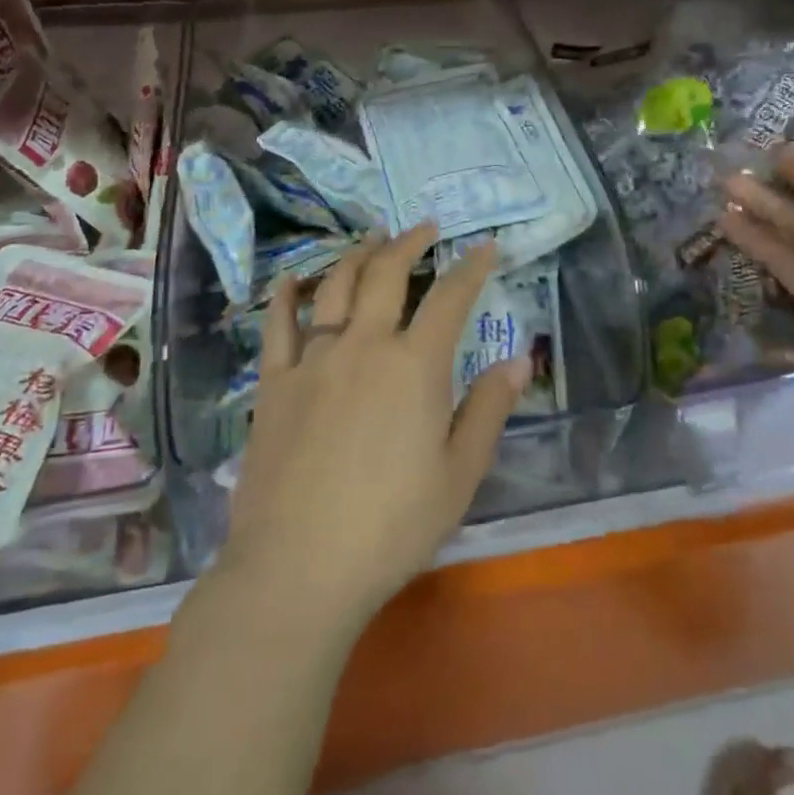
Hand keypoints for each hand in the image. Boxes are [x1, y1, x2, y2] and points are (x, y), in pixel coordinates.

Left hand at [218, 227, 526, 634]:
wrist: (298, 567)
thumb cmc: (391, 528)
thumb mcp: (459, 476)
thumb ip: (488, 410)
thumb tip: (518, 359)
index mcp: (415, 366)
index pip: (450, 298)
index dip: (471, 267)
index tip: (484, 247)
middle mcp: (364, 345)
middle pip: (387, 274)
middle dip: (409, 243)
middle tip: (423, 227)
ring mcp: (314, 359)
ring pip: (335, 287)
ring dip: (357, 255)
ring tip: (371, 238)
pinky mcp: (275, 382)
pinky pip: (278, 325)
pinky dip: (287, 295)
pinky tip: (293, 279)